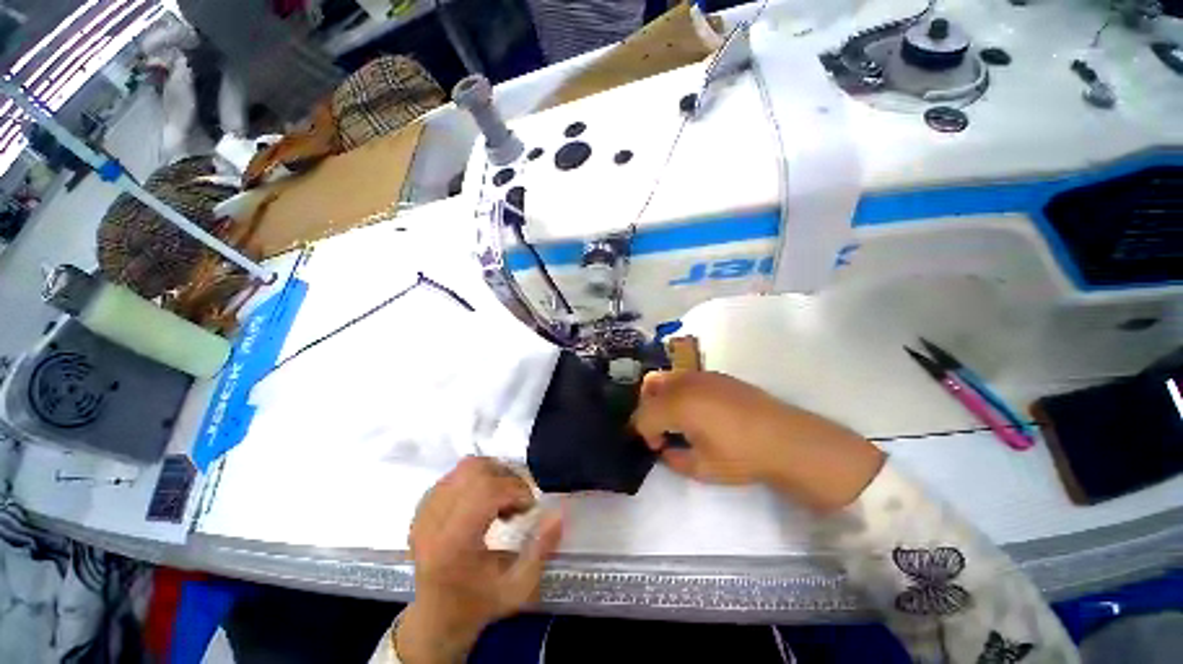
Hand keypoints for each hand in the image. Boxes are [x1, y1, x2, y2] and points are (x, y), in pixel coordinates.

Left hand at [396, 457, 562, 662]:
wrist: (436, 618)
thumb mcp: (518, 587)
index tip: (529, 508)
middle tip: (518, 501)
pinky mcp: (422, 506)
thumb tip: (557, 512)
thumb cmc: (479, 604)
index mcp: (453, 544)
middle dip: (507, 477)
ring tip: (502, 500)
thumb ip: (541, 549)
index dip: (515, 490)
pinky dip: (478, 480)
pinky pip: (456, 474)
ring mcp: (424, 511)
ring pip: (466, 467)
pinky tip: (484, 502)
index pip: (485, 491)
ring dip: (494, 474)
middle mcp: (432, 521)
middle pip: (475, 470)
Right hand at [631, 371, 883, 512]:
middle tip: (663, 431)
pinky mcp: (717, 375)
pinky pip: (686, 378)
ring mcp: (702, 375)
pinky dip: (680, 392)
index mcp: (677, 404)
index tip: (658, 447)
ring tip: (679, 420)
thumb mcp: (701, 468)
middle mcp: (685, 383)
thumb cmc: (741, 456)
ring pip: (667, 378)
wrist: (786, 439)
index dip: (644, 433)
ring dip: (663, 398)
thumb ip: (674, 459)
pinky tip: (699, 411)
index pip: (644, 414)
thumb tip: (666, 449)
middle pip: (650, 388)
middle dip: (649, 410)